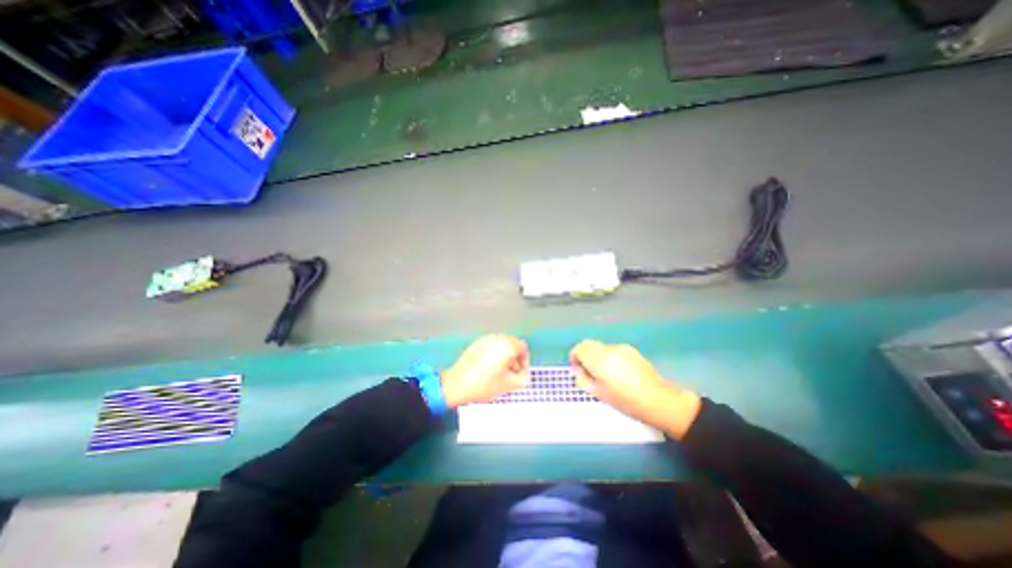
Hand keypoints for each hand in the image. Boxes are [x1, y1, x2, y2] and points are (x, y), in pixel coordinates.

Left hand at [444, 333, 532, 407]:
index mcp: (507, 345)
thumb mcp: (510, 385)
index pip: (523, 348)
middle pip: (513, 345)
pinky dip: (494, 354)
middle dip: (515, 358)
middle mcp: (497, 338)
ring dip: (505, 356)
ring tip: (499, 372)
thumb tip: (523, 372)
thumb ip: (523, 377)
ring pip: (502, 345)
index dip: (525, 362)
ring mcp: (485, 339)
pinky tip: (488, 369)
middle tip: (511, 373)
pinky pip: (491, 346)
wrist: (457, 384)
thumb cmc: (485, 385)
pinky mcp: (476, 344)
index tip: (519, 373)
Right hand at [569, 342, 704, 438]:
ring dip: (596, 355)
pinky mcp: (630, 349)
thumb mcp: (599, 394)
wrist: (657, 400)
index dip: (574, 357)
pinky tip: (617, 371)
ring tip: (604, 373)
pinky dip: (608, 356)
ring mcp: (620, 348)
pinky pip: (612, 349)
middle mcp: (608, 350)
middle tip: (586, 370)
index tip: (576, 368)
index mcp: (598, 361)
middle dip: (583, 354)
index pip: (579, 349)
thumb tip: (578, 370)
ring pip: (600, 347)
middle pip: (588, 344)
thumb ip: (582, 379)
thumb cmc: (625, 401)